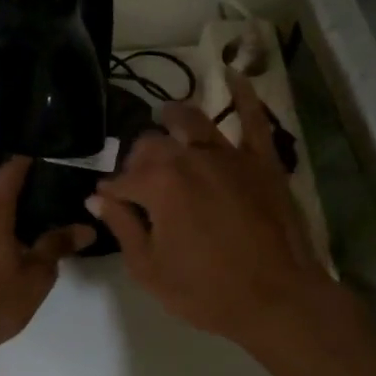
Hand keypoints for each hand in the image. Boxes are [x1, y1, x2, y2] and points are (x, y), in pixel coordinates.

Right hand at [87, 73, 336, 352]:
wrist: (278, 300)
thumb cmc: (207, 291)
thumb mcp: (150, 269)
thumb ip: (122, 227)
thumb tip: (96, 198)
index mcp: (158, 183)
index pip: (121, 180)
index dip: (110, 193)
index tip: (105, 203)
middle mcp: (189, 157)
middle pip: (152, 144)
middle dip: (137, 159)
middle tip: (137, 178)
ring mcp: (229, 155)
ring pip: (192, 121)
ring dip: (173, 117)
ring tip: (164, 115)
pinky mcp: (262, 161)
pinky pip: (253, 119)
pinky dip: (243, 95)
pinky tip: (234, 75)